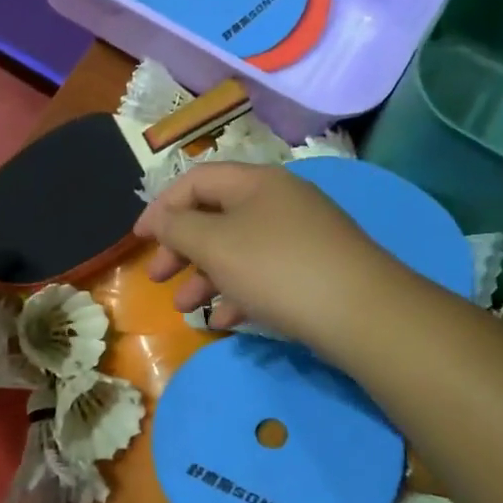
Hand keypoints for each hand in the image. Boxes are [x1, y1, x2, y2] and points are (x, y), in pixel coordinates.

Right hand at [134, 162, 388, 352]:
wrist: (364, 314)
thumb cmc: (278, 269)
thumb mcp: (215, 245)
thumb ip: (178, 228)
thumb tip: (160, 219)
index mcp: (255, 183)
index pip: (196, 180)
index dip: (161, 206)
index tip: (138, 239)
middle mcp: (279, 202)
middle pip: (216, 216)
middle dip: (181, 247)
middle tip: (159, 276)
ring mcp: (300, 237)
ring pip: (238, 249)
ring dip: (206, 276)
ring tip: (185, 308)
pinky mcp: (315, 270)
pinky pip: (264, 274)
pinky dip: (238, 293)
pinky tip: (223, 321)